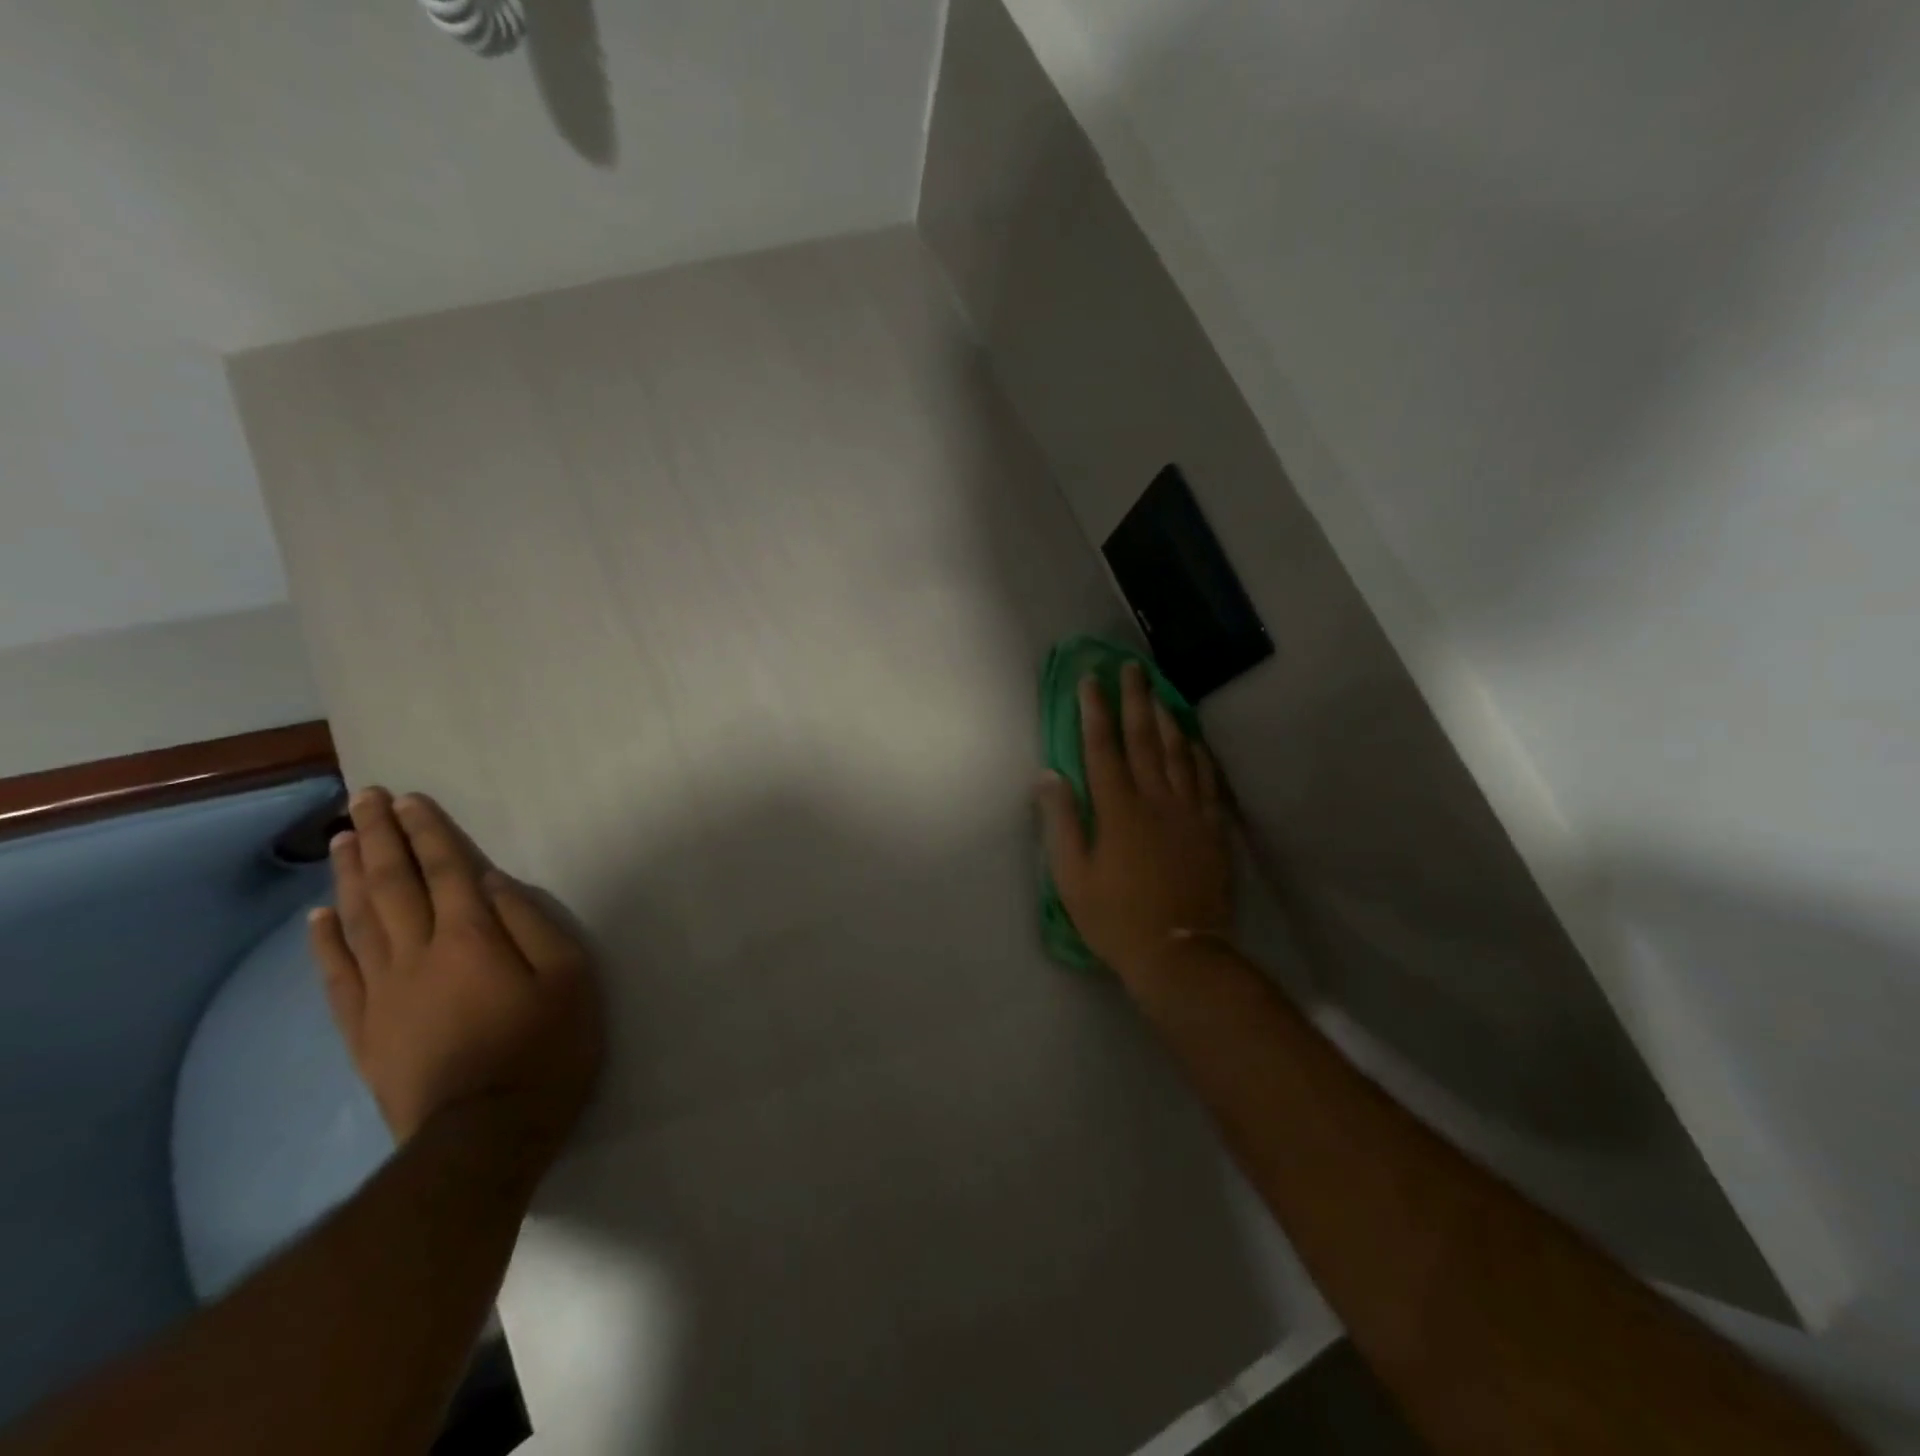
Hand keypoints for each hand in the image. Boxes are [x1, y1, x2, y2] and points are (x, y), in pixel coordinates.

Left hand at [308, 788, 603, 1170]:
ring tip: (342, 839)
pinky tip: (316, 918)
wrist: (484, 1135)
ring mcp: (383, 992)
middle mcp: (419, 954)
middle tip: (364, 798)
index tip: (409, 799)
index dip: (428, 833)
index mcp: (472, 938)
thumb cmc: (545, 1049)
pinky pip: (337, 975)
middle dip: (380, 837)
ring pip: (358, 920)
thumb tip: (495, 883)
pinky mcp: (365, 1029)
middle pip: (393, 885)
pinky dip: (324, 942)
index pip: (447, 871)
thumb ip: (532, 925)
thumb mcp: (569, 978)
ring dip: (348, 875)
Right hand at [1037, 662, 1234, 982]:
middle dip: (1135, 699)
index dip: (1095, 711)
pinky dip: (1198, 756)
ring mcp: (1188, 812)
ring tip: (1160, 692)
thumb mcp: (1072, 876)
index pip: (1102, 748)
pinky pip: (1206, 781)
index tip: (1090, 679)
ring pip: (1178, 753)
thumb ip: (1060, 822)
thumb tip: (1048, 775)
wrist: (1179, 953)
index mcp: (1117, 809)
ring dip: (1167, 718)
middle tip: (1131, 667)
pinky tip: (1193, 743)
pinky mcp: (1212, 829)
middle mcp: (1155, 799)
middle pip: (1144, 739)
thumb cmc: (1115, 917)